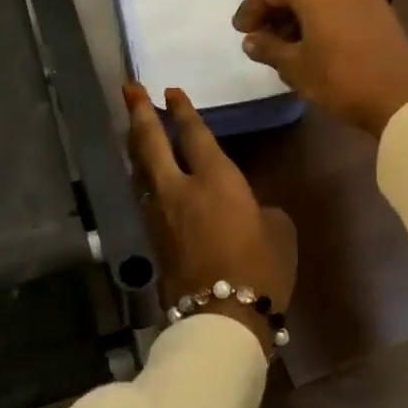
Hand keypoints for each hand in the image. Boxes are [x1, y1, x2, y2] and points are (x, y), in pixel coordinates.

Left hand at [124, 83, 295, 350]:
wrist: (221, 318)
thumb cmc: (260, 269)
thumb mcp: (278, 230)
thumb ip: (259, 208)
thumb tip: (246, 209)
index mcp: (216, 180)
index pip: (194, 135)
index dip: (182, 110)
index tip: (170, 91)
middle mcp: (180, 189)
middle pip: (151, 143)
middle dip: (139, 113)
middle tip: (129, 89)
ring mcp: (160, 214)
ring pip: (141, 169)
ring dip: (136, 145)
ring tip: (133, 127)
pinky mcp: (153, 238)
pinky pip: (144, 195)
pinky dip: (143, 176)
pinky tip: (145, 175)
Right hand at [232, 0, 407, 135]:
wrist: (400, 96)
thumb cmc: (339, 77)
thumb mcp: (295, 66)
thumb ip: (268, 48)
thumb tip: (251, 40)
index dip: (251, 9)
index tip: (240, 31)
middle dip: (275, 11)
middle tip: (259, 36)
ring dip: (298, 15)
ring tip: (283, 45)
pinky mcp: (379, 6)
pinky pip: (339, 3)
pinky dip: (320, 17)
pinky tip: (311, 43)